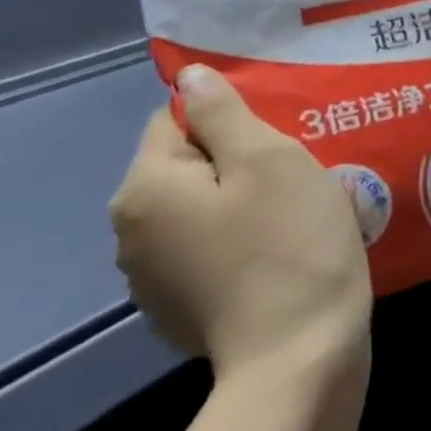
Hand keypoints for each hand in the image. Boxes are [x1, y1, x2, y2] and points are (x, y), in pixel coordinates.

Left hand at [110, 65, 373, 382]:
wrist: (299, 355)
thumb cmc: (288, 242)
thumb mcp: (269, 160)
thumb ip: (223, 113)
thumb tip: (190, 76)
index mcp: (145, 190)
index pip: (175, 120)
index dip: (230, 117)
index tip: (281, 132)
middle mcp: (131, 233)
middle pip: (187, 165)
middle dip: (239, 158)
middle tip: (298, 166)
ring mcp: (153, 278)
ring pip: (201, 208)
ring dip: (241, 199)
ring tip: (297, 206)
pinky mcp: (181, 309)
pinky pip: (209, 248)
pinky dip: (240, 238)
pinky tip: (282, 248)